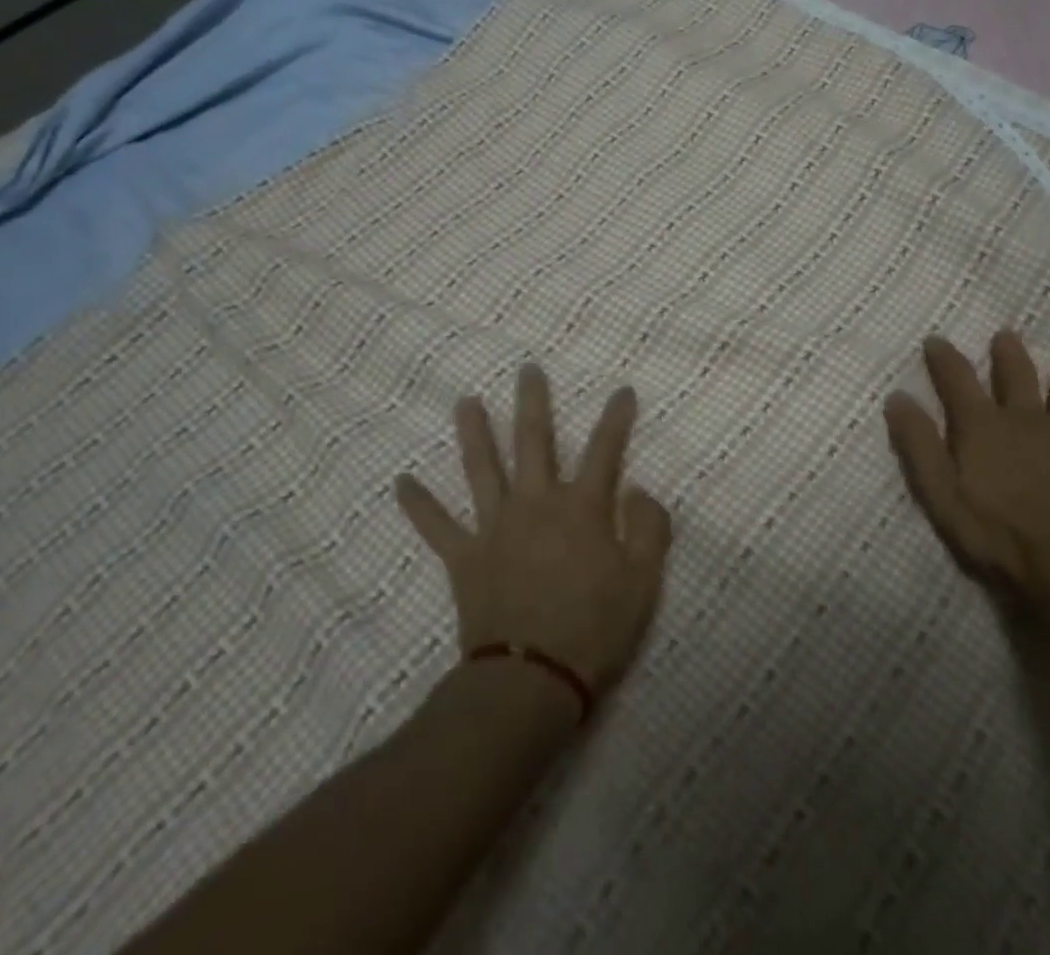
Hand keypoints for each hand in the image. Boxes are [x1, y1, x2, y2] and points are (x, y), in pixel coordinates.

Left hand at [397, 365, 672, 695]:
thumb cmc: (594, 630)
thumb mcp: (643, 582)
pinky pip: (437, 526)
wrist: (531, 680)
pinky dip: (419, 505)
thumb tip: (638, 490)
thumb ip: (649, 528)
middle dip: (533, 402)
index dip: (616, 419)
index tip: (622, 390)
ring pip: (483, 468)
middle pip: (535, 441)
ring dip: (474, 433)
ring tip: (465, 402)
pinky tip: (401, 483)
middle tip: (527, 370)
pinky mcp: (465, 557)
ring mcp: (496, 527)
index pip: (606, 451)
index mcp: (582, 508)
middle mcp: (536, 503)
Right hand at [884, 332, 1049, 617]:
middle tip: (1006, 334)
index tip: (935, 340)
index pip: (957, 379)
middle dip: (1009, 354)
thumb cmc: (997, 535)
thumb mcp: (940, 494)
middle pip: (1017, 377)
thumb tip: (898, 397)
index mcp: (983, 426)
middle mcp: (1026, 421)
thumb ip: (917, 444)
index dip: (944, 357)